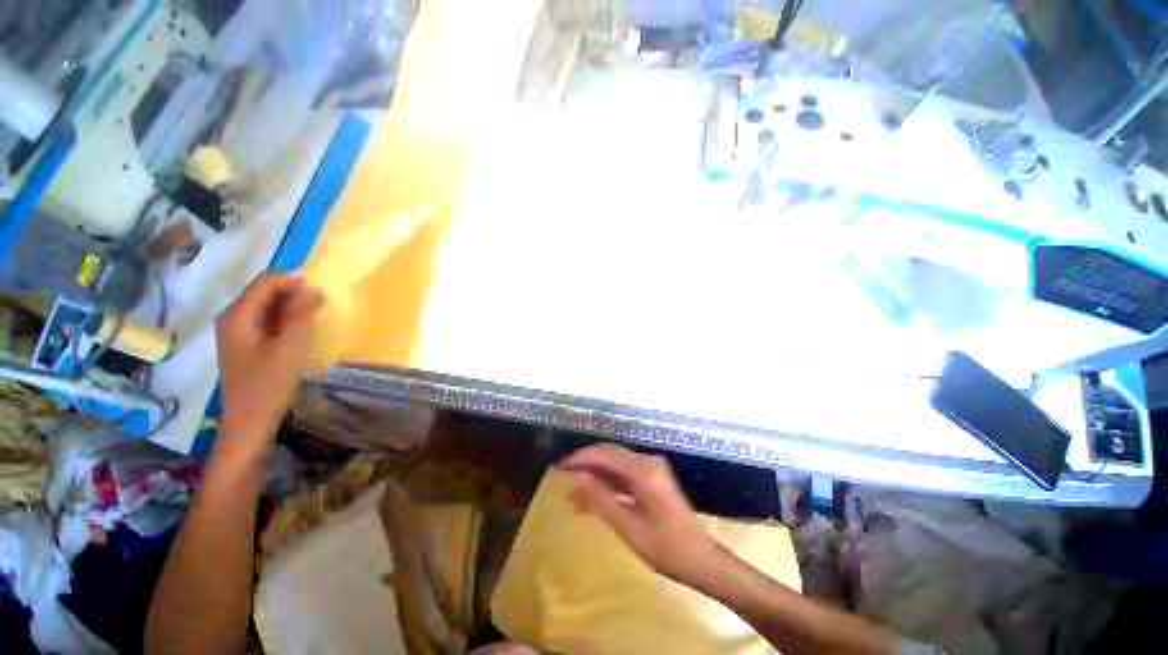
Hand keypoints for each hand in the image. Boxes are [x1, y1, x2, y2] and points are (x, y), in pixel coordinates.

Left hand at [216, 274, 322, 445]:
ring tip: (313, 321)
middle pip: (265, 291)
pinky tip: (299, 334)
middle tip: (320, 309)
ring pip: (267, 306)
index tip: (321, 295)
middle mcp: (232, 317)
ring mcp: (237, 331)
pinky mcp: (246, 343)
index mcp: (237, 315)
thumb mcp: (291, 348)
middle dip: (294, 294)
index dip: (294, 282)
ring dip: (292, 308)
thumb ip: (301, 316)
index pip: (266, 282)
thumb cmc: (268, 385)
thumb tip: (313, 289)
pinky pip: (267, 320)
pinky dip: (286, 320)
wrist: (249, 421)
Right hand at [559, 444, 719, 583]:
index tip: (560, 466)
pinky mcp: (654, 478)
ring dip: (596, 474)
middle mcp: (648, 462)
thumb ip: (601, 499)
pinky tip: (594, 495)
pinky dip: (609, 482)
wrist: (702, 560)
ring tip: (574, 489)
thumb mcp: (628, 527)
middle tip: (563, 474)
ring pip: (617, 464)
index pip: (605, 454)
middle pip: (611, 454)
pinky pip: (626, 474)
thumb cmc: (666, 548)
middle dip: (586, 463)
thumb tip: (577, 476)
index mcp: (644, 470)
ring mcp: (652, 469)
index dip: (581, 458)